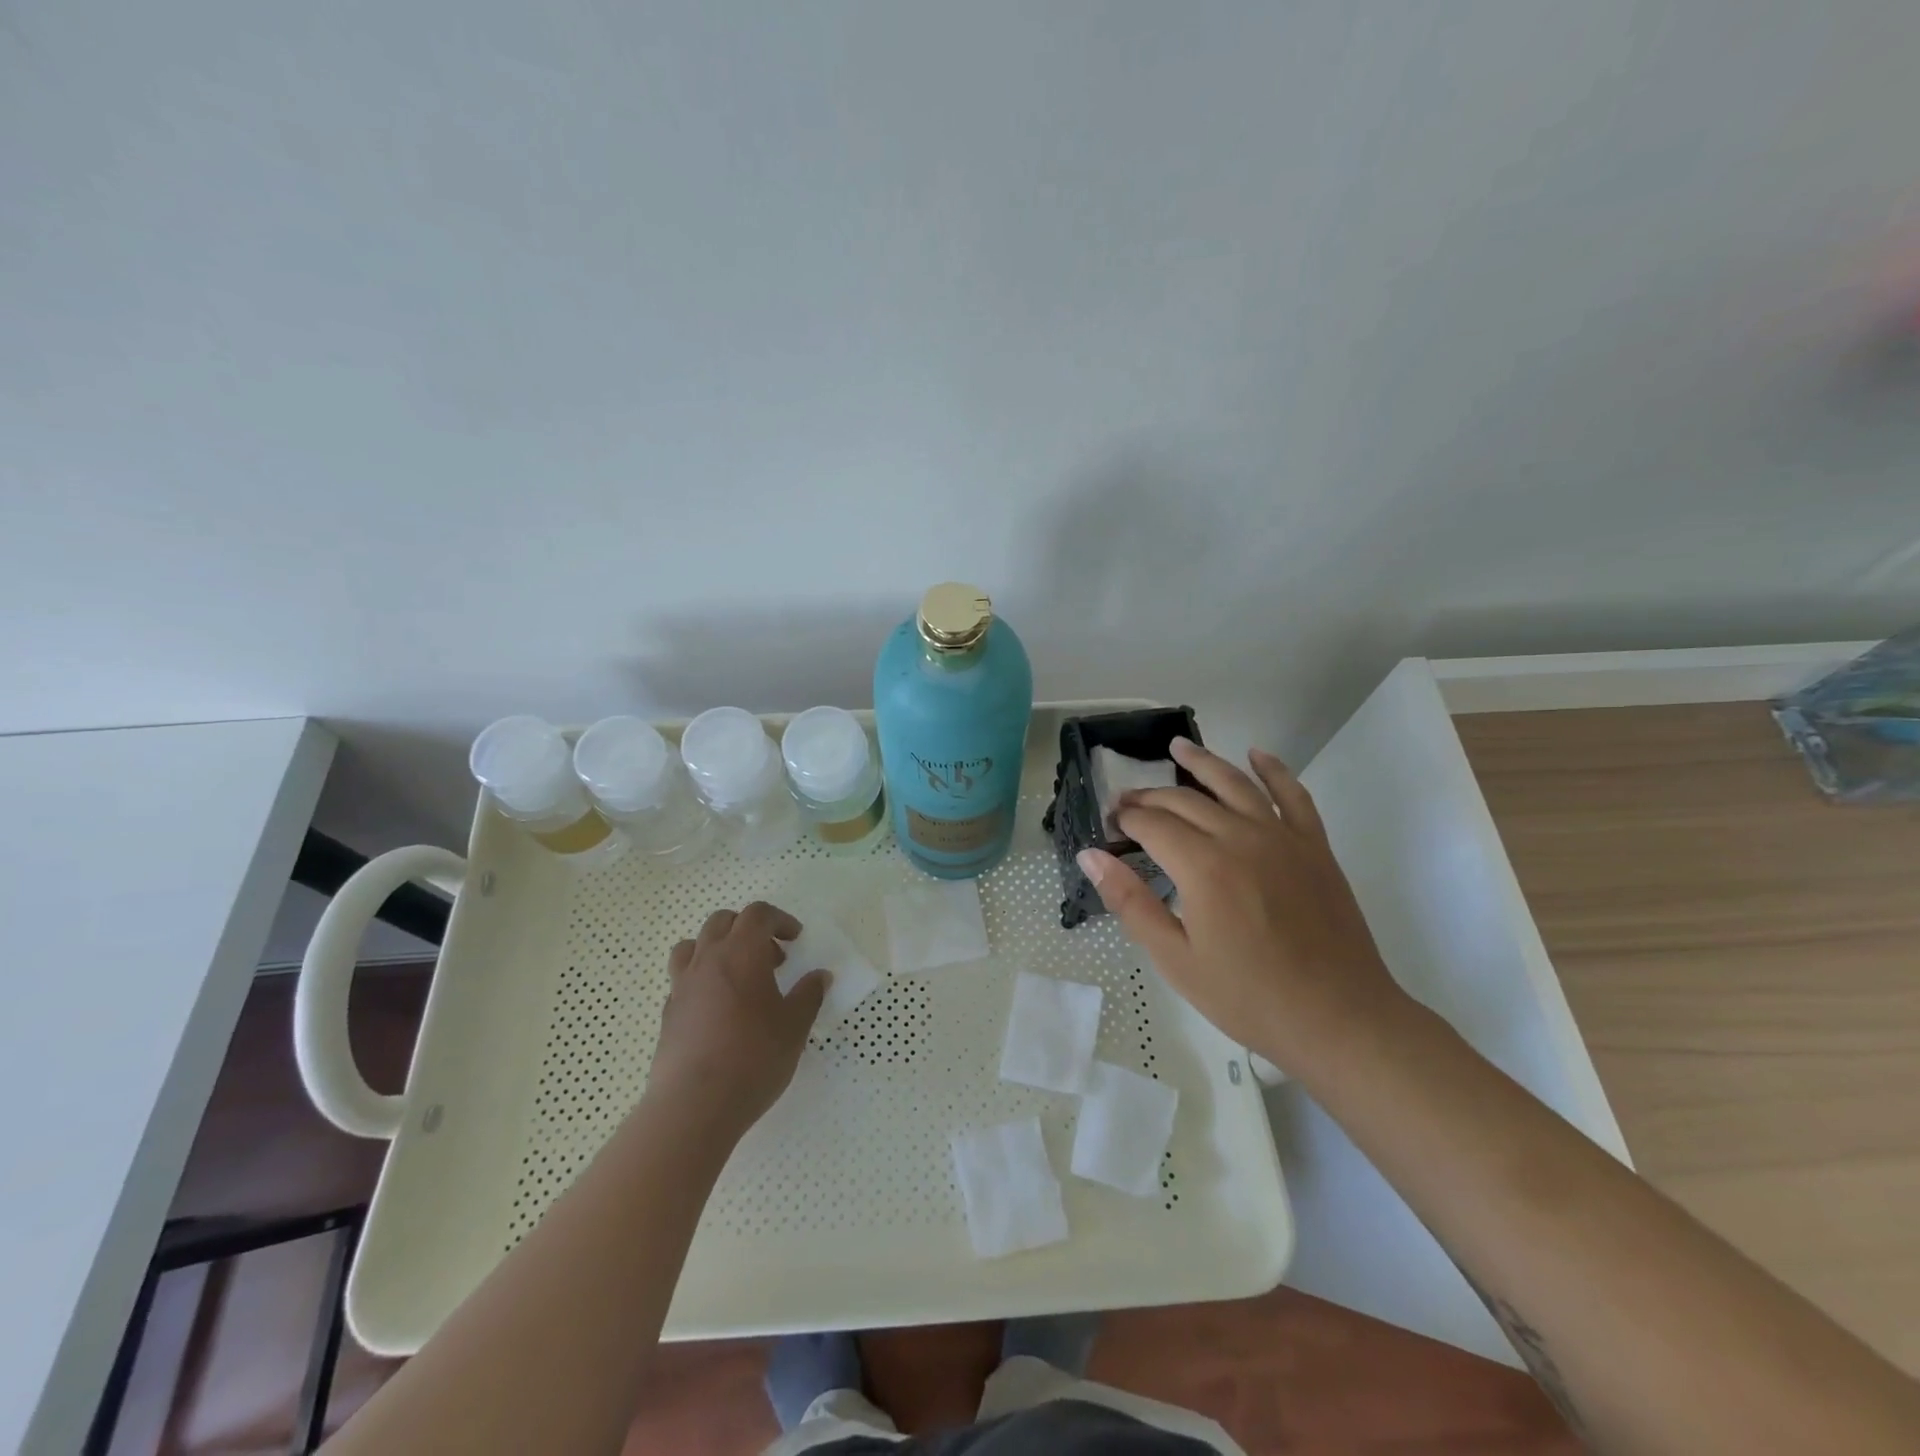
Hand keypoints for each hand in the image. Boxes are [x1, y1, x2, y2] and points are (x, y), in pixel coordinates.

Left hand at [645, 901, 827, 1140]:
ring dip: (718, 948)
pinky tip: (718, 1009)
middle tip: (772, 959)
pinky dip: (702, 979)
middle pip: (723, 921)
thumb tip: (820, 976)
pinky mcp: (668, 1013)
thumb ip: (809, 995)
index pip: (758, 914)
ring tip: (737, 975)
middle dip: (749, 930)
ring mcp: (682, 986)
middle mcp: (707, 959)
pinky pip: (683, 979)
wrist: (694, 1106)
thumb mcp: (794, 1027)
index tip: (795, 940)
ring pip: (694, 945)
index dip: (779, 920)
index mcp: (741, 953)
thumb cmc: (753, 1058)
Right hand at [1078, 737, 1408, 1073]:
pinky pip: (1293, 794)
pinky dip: (1274, 770)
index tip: (1110, 823)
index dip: (1126, 819)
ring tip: (1177, 747)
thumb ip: (1131, 902)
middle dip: (1150, 798)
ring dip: (1203, 762)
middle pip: (1185, 801)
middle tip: (1128, 802)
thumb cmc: (1249, 997)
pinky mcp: (1314, 846)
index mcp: (1203, 867)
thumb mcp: (1176, 959)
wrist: (1339, 1019)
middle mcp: (1240, 837)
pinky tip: (1257, 754)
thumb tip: (1090, 856)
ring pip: (1235, 783)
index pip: (1152, 825)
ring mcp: (1282, 837)